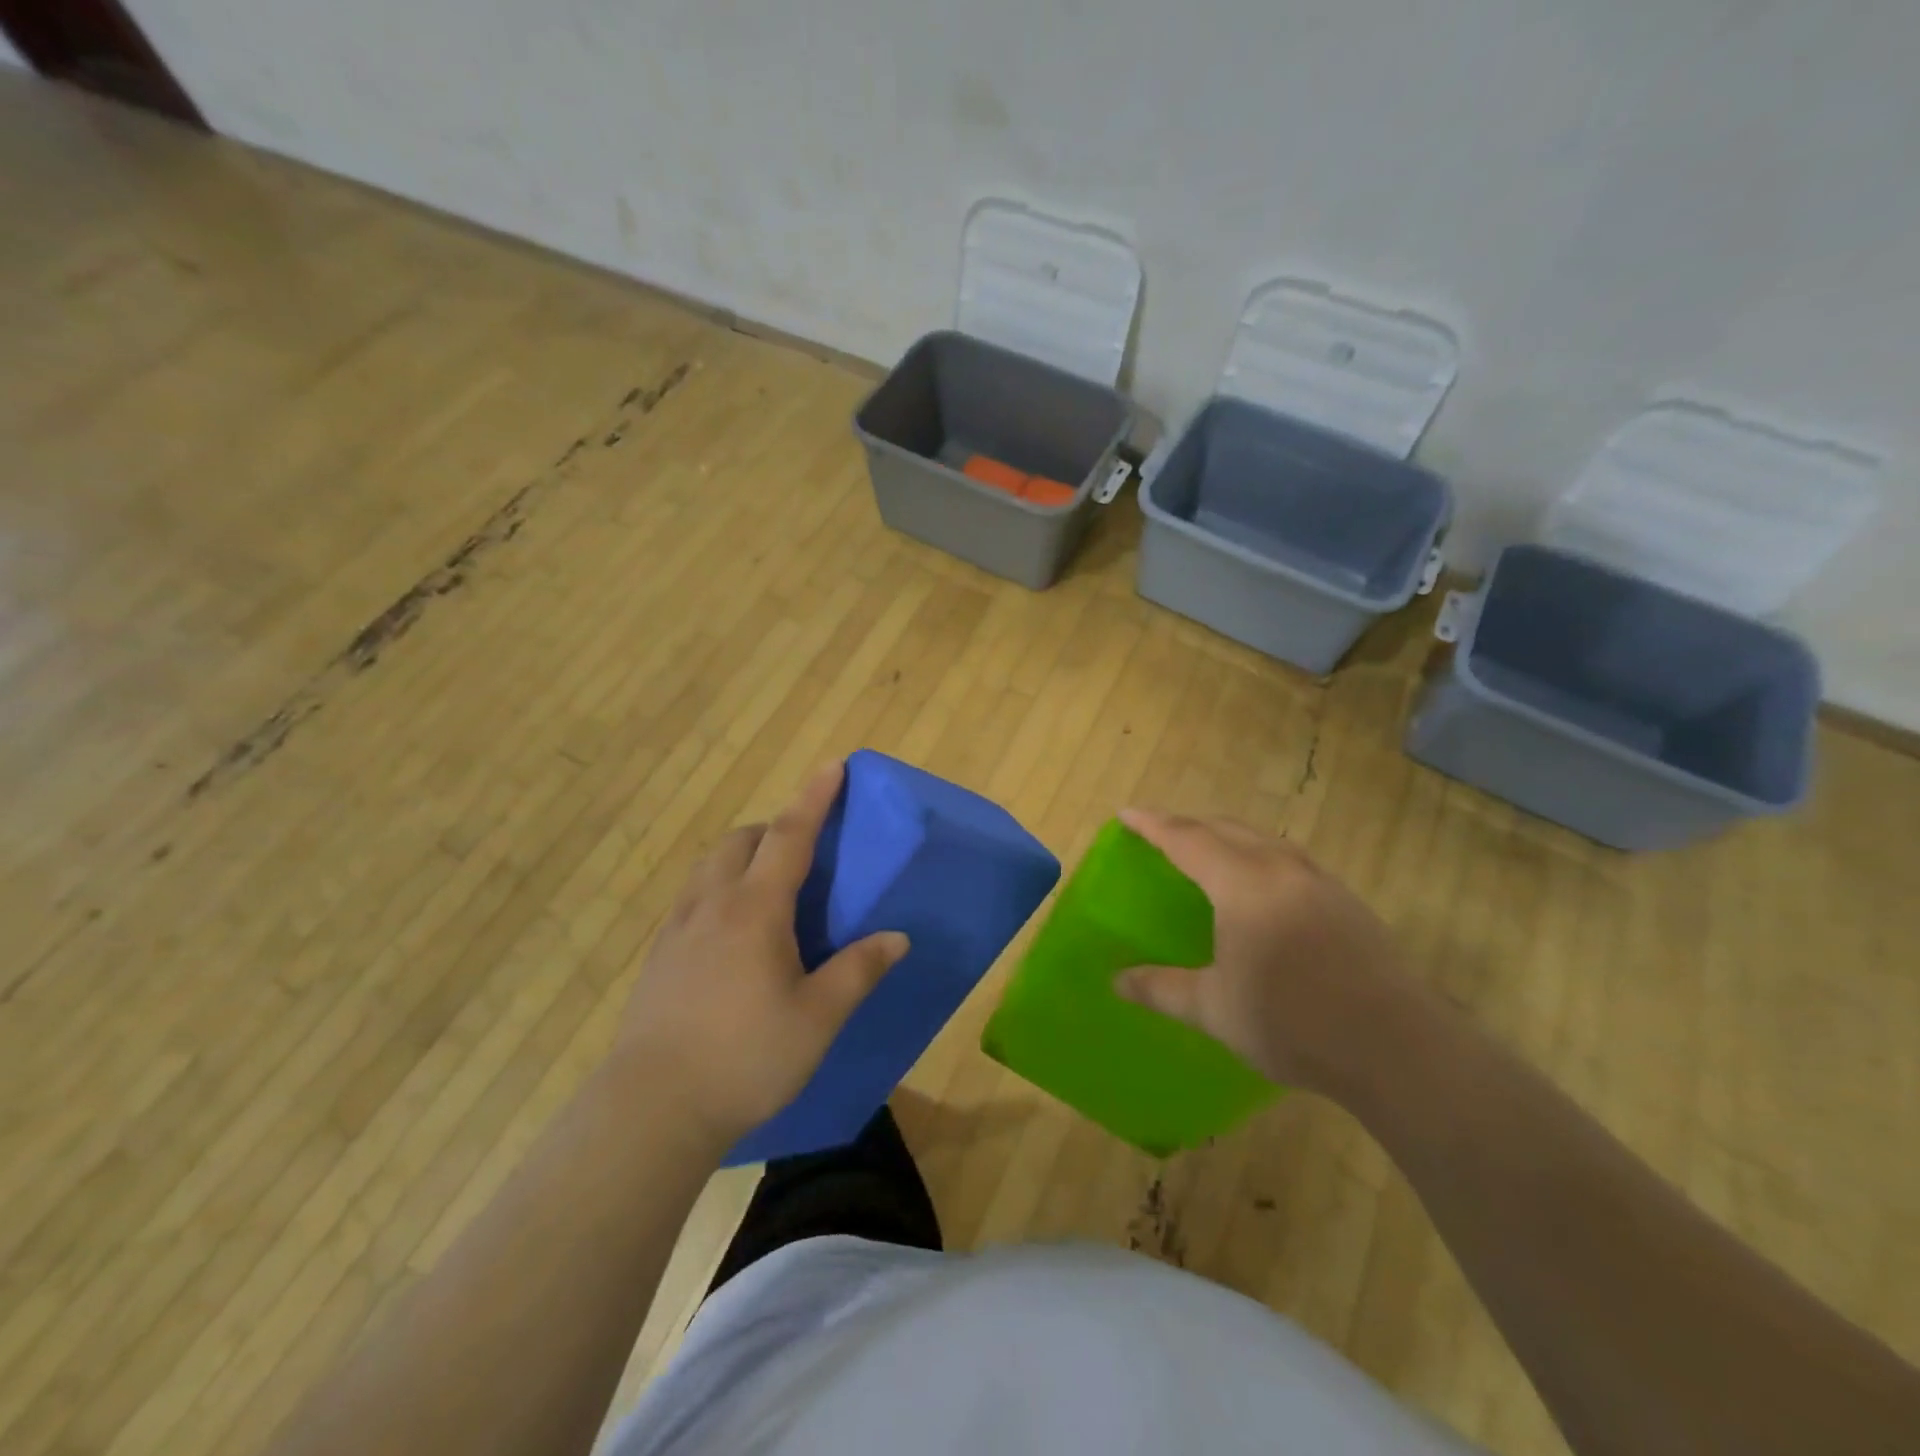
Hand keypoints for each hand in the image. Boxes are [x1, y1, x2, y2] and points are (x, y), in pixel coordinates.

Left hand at [615, 762, 909, 1145]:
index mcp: (756, 909)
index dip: (814, 798)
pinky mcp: (658, 956)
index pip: (790, 835)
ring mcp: (677, 928)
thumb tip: (897, 937)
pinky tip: (730, 934)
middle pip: (741, 841)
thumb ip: (858, 970)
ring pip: (710, 867)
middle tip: (802, 850)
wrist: (651, 1108)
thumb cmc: (745, 1057)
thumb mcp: (817, 1018)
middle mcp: (712, 904)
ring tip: (767, 888)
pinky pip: (693, 898)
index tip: (832, 766)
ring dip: (742, 856)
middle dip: (773, 828)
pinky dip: (718, 889)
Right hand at [1113, 809, 1429, 1098]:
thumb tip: (1117, 981)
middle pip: (1228, 829)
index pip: (1188, 839)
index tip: (1126, 814)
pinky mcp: (1348, 903)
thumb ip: (1162, 989)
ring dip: (1229, 837)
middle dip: (1189, 825)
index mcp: (1244, 884)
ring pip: (1264, 841)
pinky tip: (1262, 888)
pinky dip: (1260, 857)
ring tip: (1208, 853)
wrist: (1398, 1048)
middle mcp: (1282, 869)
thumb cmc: (1294, 1023)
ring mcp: (1321, 883)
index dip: (1153, 825)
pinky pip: (1290, 861)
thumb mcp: (1215, 1010)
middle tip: (1161, 834)